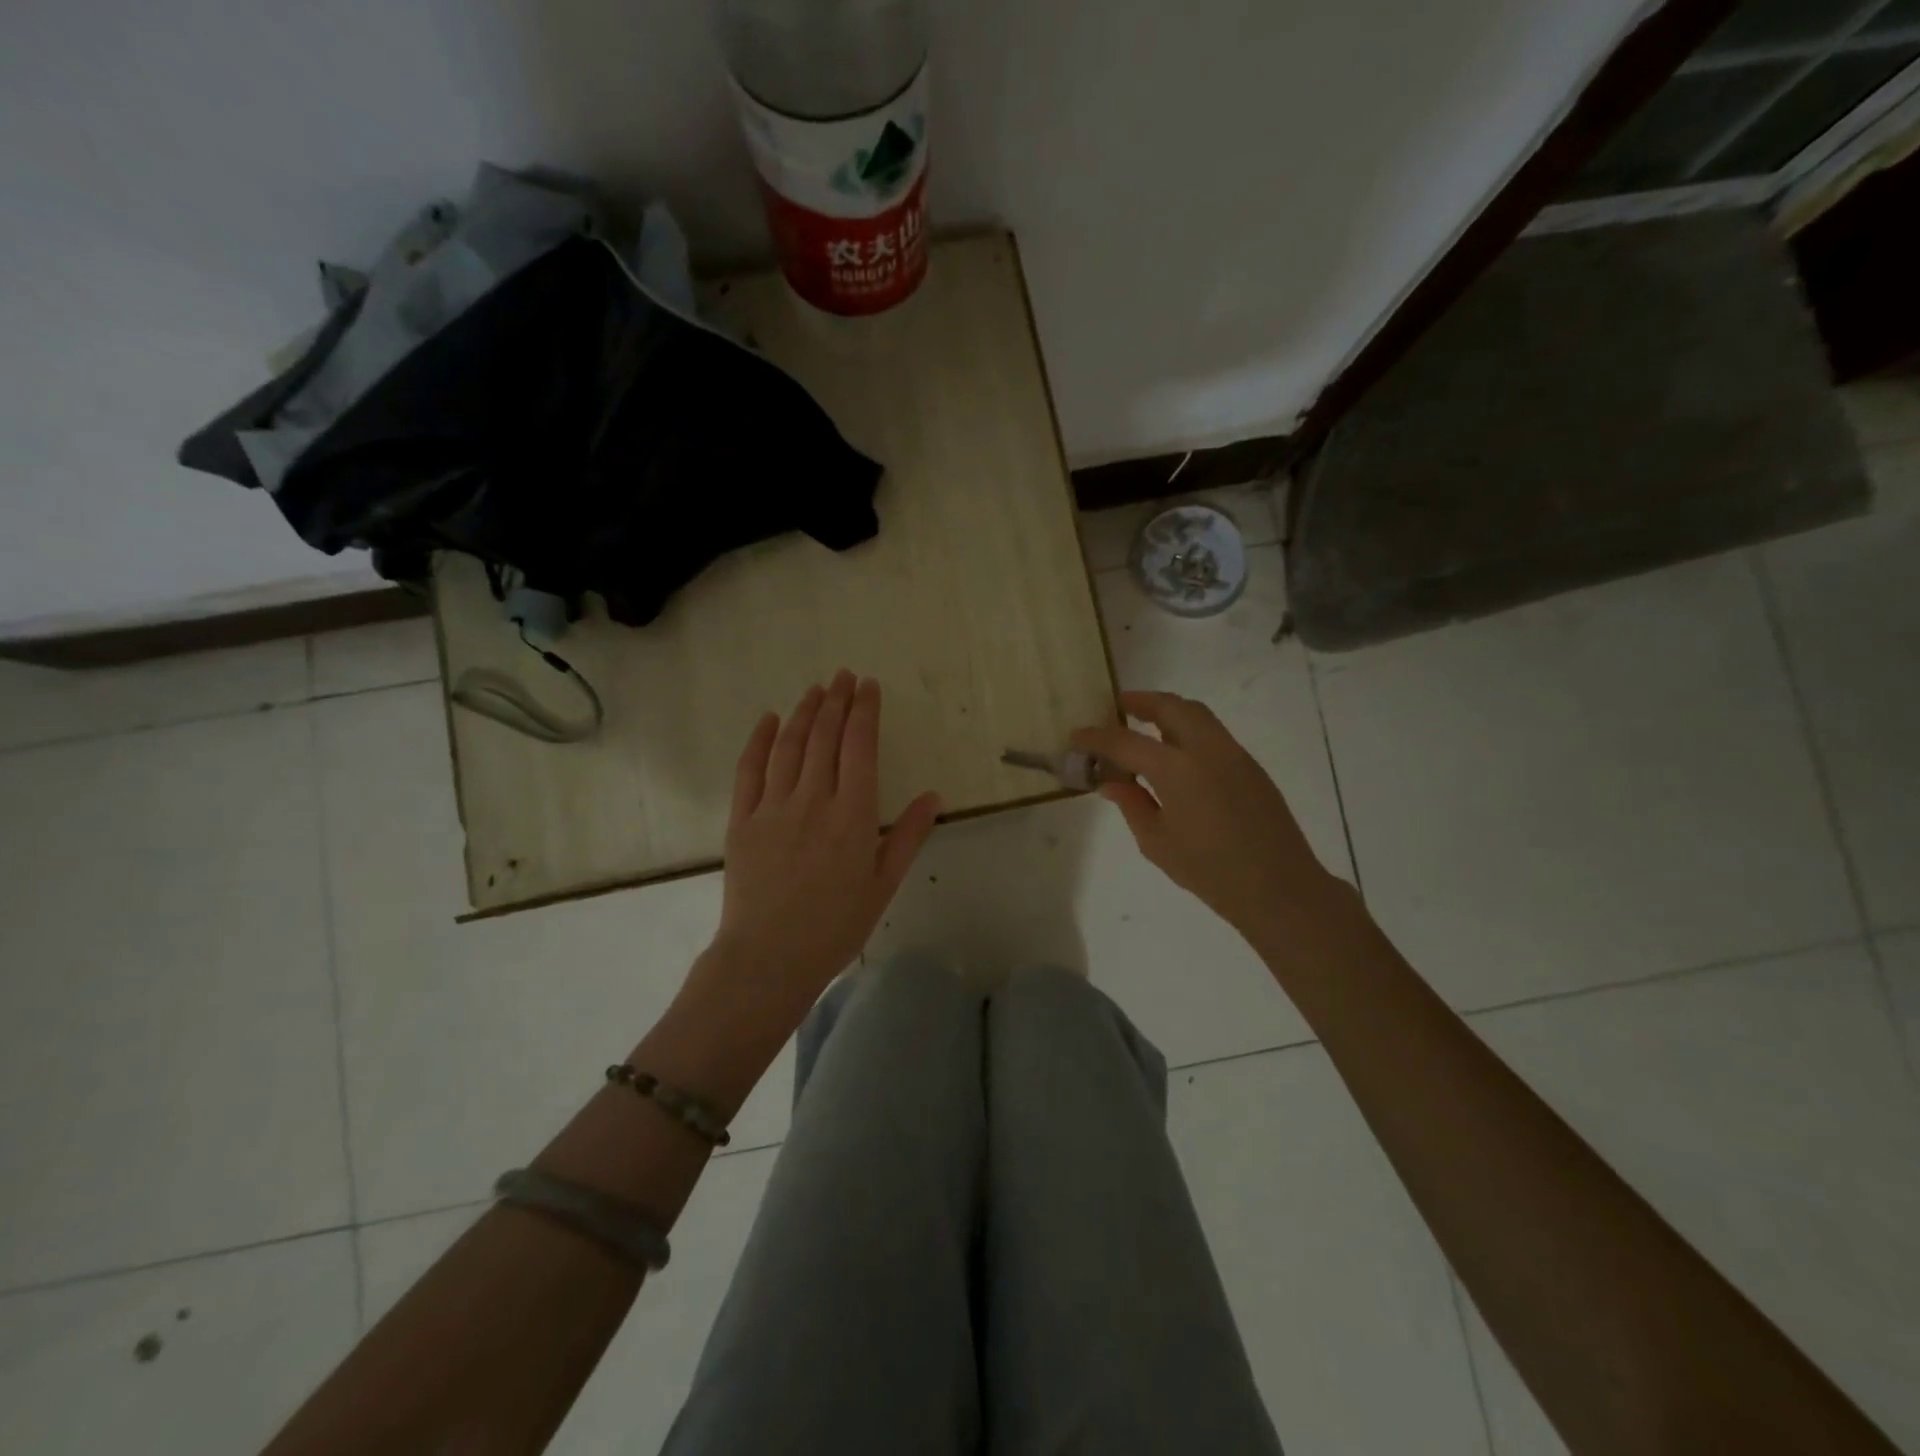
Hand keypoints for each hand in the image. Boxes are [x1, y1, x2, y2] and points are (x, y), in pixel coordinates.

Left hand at [707, 670, 940, 1010]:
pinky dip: (760, 740)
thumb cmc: (835, 926)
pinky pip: (749, 770)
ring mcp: (773, 807)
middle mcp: (813, 800)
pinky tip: (770, 720)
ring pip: (790, 746)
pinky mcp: (741, 820)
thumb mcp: (883, 884)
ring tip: (816, 689)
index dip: (865, 712)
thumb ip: (908, 836)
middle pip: (826, 738)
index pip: (860, 747)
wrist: (768, 958)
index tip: (868, 686)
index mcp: (852, 814)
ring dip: (804, 713)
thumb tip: (933, 796)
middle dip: (836, 701)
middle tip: (844, 676)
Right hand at [1073, 690, 1340, 945]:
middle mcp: (1206, 750)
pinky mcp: (1250, 766)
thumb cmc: (1210, 871)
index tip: (1077, 735)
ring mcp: (1233, 754)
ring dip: (1169, 710)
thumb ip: (1132, 805)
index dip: (1097, 737)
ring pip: (1197, 714)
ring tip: (1146, 722)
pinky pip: (1213, 733)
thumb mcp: (1157, 843)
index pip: (1126, 742)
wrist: (1279, 887)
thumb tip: (1112, 783)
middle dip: (1141, 701)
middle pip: (1171, 707)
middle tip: (1118, 706)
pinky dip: (1189, 729)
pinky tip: (1177, 753)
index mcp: (1177, 770)